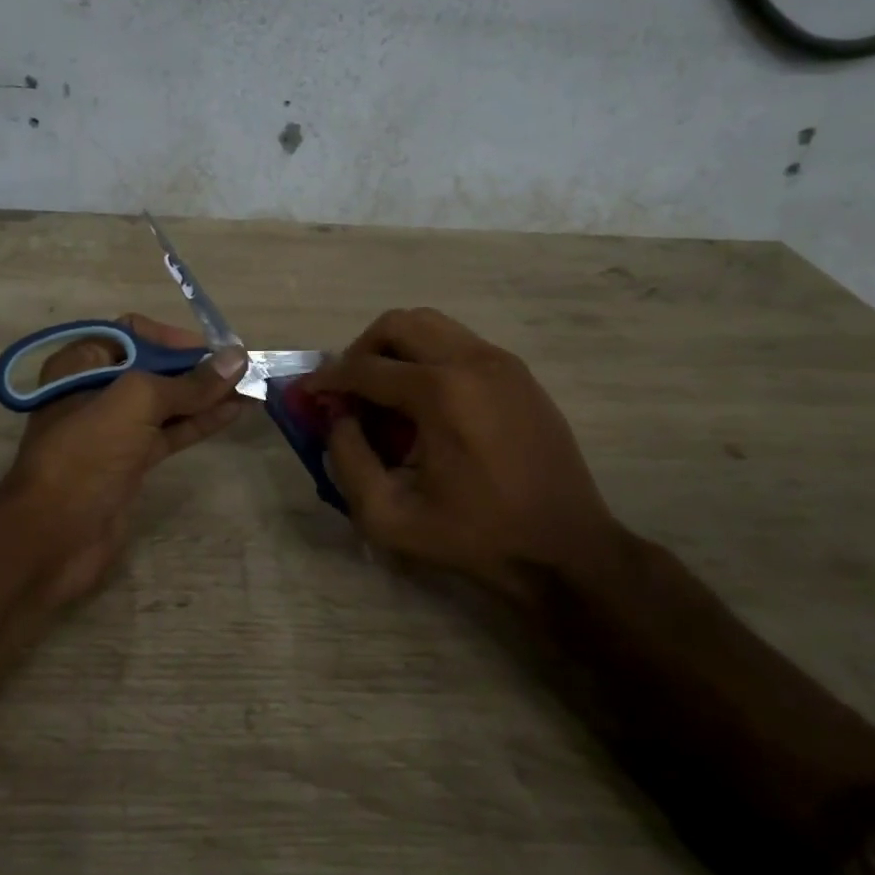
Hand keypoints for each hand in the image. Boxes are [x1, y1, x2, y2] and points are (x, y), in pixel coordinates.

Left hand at [1, 314, 248, 605]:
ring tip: (250, 388)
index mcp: (81, 363)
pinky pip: (169, 432)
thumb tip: (237, 358)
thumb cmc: (87, 453)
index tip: (213, 349)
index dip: (173, 337)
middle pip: (154, 368)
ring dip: (205, 395)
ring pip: (166, 403)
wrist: (53, 537)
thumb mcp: (136, 403)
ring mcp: (113, 429)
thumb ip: (188, 382)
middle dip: (197, 367)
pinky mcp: (129, 462)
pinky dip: (200, 421)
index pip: (133, 333)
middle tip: (242, 369)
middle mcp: (95, 390)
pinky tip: (233, 413)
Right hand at [303, 308, 625, 587]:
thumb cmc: (475, 538)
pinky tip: (428, 406)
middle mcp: (472, 361)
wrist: (565, 550)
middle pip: (399, 324)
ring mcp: (502, 362)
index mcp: (440, 392)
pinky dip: (430, 360)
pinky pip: (460, 344)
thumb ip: (347, 460)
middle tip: (350, 389)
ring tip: (387, 396)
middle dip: (362, 351)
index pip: (365, 367)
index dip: (328, 379)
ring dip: (397, 351)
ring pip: (432, 326)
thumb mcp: (390, 517)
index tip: (308, 393)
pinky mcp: (519, 374)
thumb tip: (336, 418)